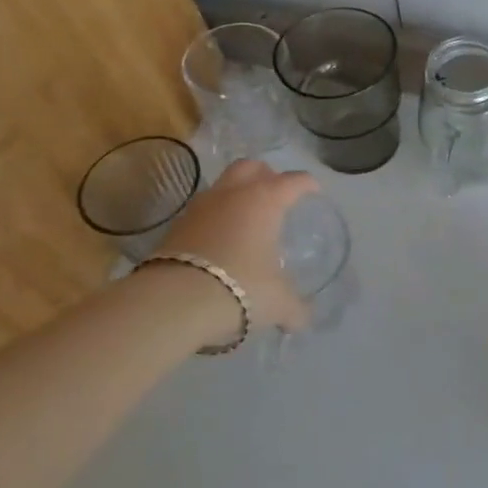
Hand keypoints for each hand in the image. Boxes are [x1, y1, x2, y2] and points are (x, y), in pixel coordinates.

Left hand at [156, 159, 320, 333]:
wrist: (173, 302)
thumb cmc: (241, 288)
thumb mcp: (277, 303)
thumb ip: (295, 309)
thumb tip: (302, 320)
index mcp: (265, 201)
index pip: (293, 181)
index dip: (307, 184)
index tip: (314, 191)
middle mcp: (232, 194)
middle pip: (250, 167)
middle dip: (266, 174)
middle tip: (276, 192)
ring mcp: (200, 207)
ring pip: (222, 185)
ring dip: (236, 193)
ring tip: (246, 217)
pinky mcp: (175, 226)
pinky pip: (202, 210)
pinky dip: (215, 217)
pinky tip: (220, 239)